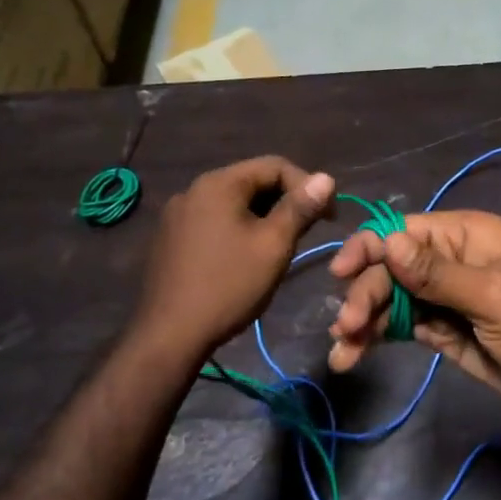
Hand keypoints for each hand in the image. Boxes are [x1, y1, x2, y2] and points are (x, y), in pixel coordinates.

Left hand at [132, 156, 334, 358]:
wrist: (170, 333)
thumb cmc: (229, 286)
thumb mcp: (273, 245)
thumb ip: (300, 208)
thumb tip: (325, 178)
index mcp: (219, 184)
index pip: (275, 166)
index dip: (308, 186)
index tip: (329, 216)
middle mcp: (194, 189)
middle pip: (252, 182)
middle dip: (285, 201)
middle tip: (309, 231)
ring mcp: (177, 214)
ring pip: (233, 204)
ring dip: (262, 217)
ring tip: (281, 245)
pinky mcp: (170, 238)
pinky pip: (214, 221)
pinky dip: (238, 229)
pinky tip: (246, 257)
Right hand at [327, 210, 500, 412]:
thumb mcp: (493, 297)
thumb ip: (437, 274)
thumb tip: (387, 242)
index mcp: (465, 236)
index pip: (403, 231)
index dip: (368, 248)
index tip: (340, 274)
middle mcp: (448, 260)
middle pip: (390, 269)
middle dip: (365, 294)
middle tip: (346, 328)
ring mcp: (443, 297)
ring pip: (390, 300)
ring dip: (363, 321)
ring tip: (343, 352)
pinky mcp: (441, 329)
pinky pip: (401, 327)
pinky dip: (376, 339)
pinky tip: (352, 355)